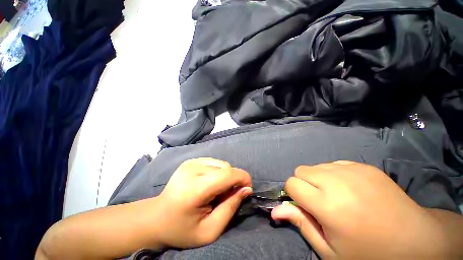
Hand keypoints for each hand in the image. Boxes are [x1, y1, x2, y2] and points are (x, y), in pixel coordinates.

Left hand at [154, 158, 252, 248]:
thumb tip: (247, 189)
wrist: (156, 217)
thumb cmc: (182, 229)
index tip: (248, 188)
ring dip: (225, 176)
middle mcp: (192, 169)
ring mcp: (191, 162)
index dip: (242, 178)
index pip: (226, 174)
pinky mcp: (191, 160)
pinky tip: (210, 182)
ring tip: (217, 190)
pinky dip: (218, 171)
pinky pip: (214, 162)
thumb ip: (231, 207)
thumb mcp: (210, 230)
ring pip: (221, 163)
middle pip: (225, 167)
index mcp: (195, 188)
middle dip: (233, 180)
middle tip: (227, 196)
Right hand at [272, 161, 445, 258]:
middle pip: (301, 170)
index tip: (305, 205)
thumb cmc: (368, 254)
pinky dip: (334, 174)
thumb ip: (301, 224)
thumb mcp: (330, 250)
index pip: (291, 184)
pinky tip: (351, 189)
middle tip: (321, 201)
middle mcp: (337, 182)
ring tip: (338, 196)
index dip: (294, 194)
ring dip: (318, 178)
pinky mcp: (364, 166)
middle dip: (304, 184)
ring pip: (316, 166)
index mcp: (327, 205)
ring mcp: (353, 170)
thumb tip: (275, 210)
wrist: (415, 240)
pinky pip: (334, 163)